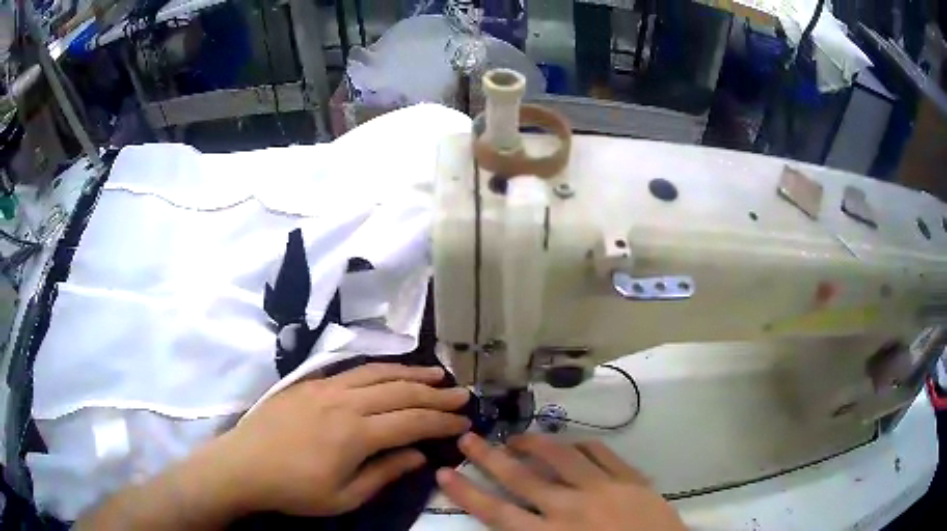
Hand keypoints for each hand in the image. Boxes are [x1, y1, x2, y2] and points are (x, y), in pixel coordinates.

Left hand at [213, 364, 470, 516]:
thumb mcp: (344, 496)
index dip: (442, 421)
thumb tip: (419, 455)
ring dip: (410, 372)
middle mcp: (345, 403)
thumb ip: (385, 473)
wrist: (244, 465)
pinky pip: (352, 370)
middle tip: (462, 394)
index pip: (412, 421)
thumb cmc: (295, 489)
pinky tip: (390, 371)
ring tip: (436, 373)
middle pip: (400, 391)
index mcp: (356, 434)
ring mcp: (325, 388)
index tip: (464, 421)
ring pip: (378, 373)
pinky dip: (379, 368)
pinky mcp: (309, 383)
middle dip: (436, 393)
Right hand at [437, 433, 685, 530]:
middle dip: (490, 458)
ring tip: (517, 437)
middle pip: (522, 478)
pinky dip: (582, 445)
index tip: (445, 472)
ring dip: (535, 444)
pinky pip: (602, 453)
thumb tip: (510, 525)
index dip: (468, 493)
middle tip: (469, 437)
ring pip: (561, 457)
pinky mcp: (631, 479)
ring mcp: (604, 489)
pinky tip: (571, 443)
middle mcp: (571, 508)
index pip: (497, 512)